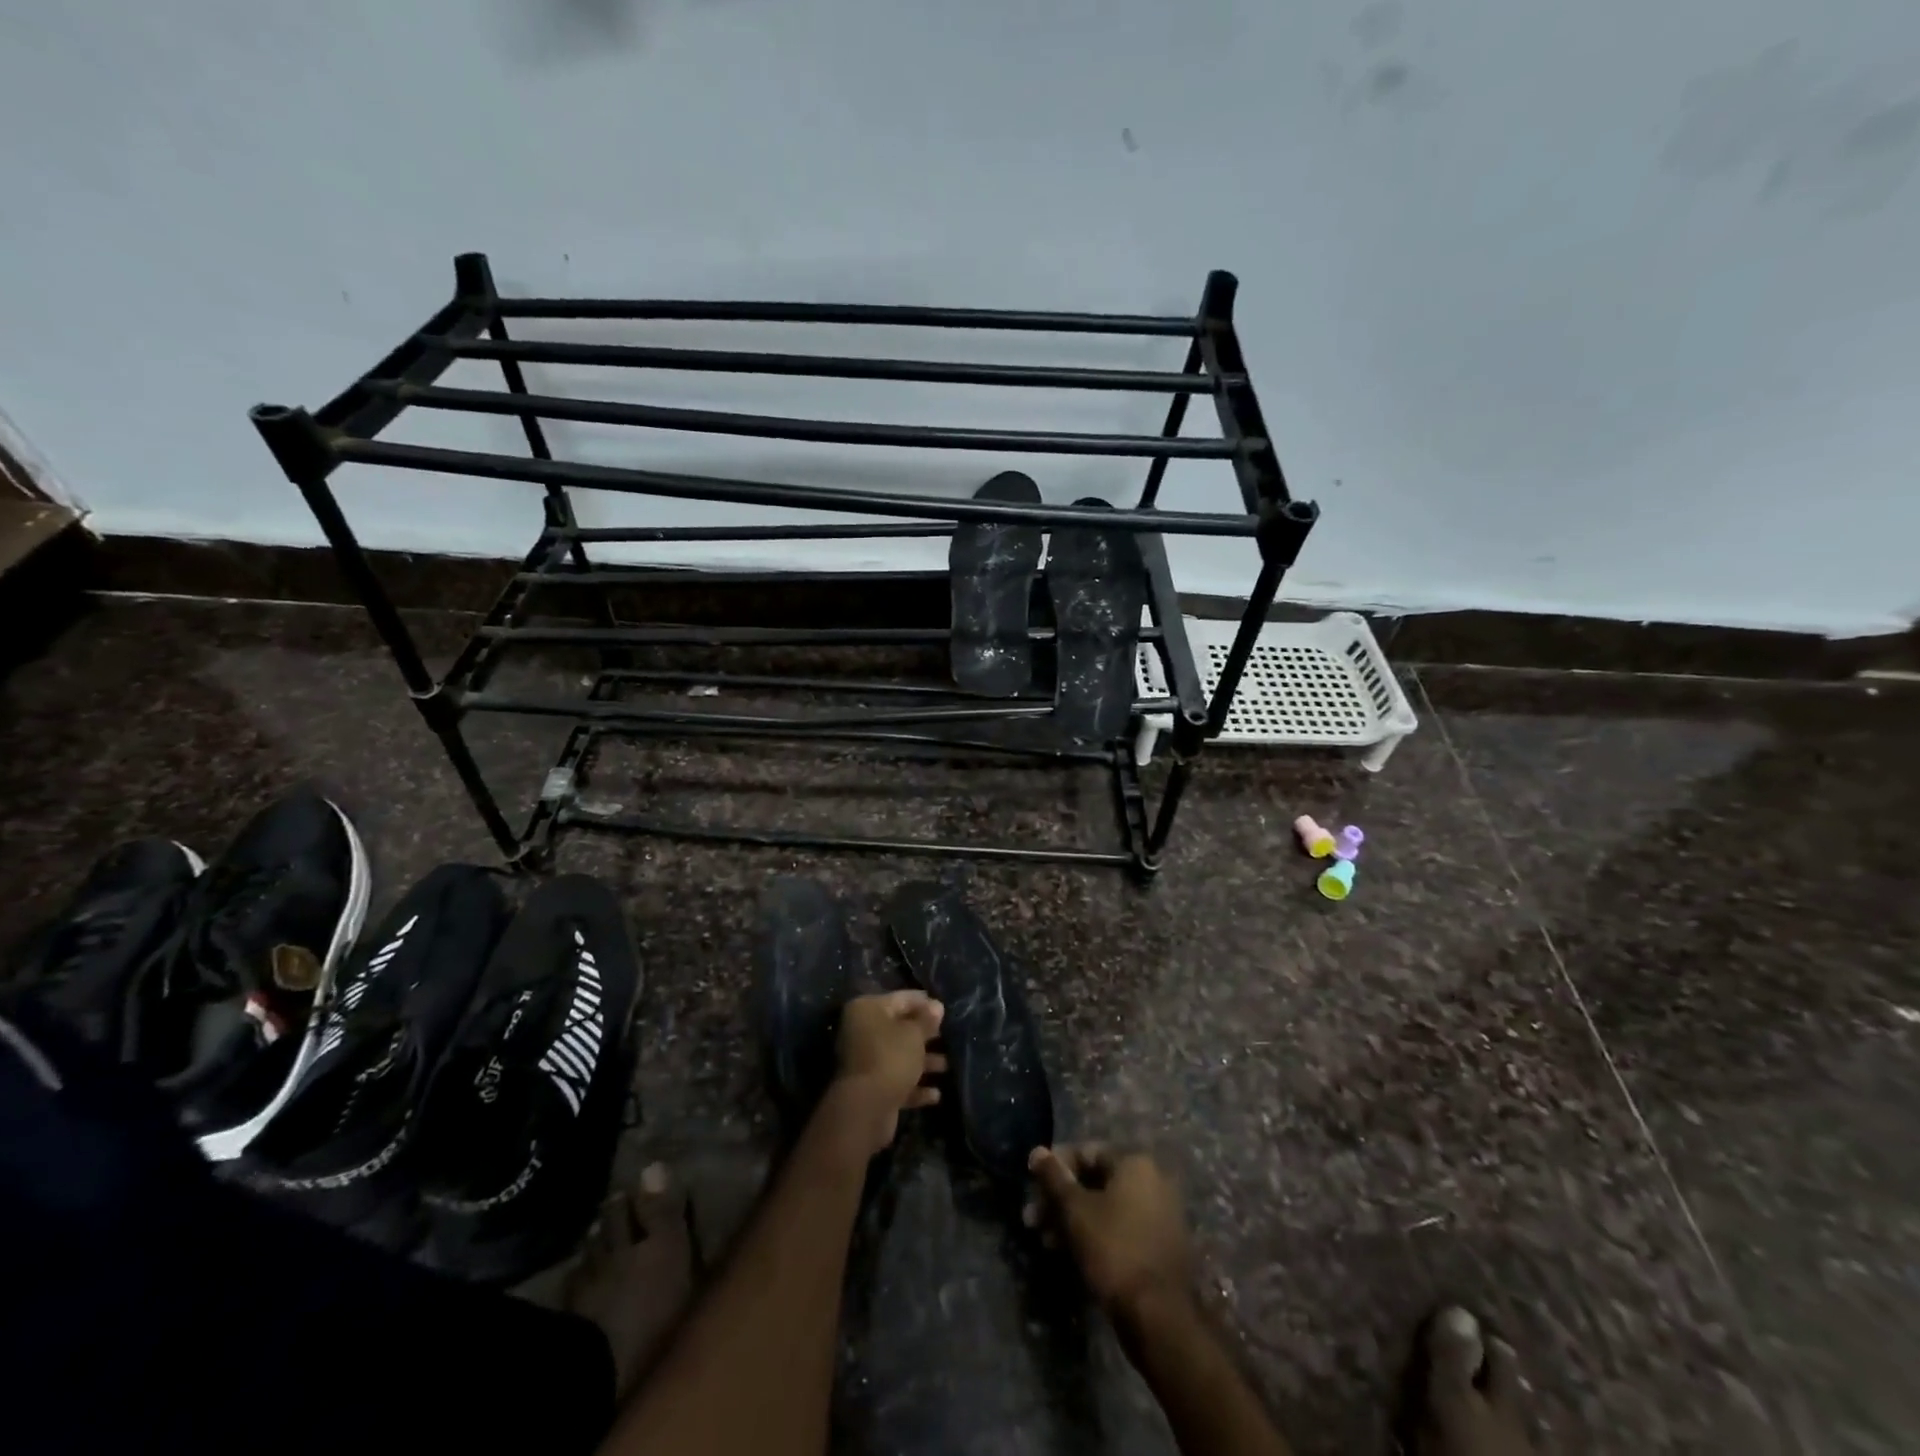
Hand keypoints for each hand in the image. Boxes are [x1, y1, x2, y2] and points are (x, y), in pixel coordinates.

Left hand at [828, 990, 945, 1157]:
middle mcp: (862, 1031)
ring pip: (899, 1055)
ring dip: (923, 1061)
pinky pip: (896, 1080)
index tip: (945, 1010)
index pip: (901, 998)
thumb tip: (936, 1006)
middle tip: (948, 1036)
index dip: (924, 1003)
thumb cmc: (891, 1057)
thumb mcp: (914, 1034)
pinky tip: (935, 1094)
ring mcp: (865, 1060)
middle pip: (899, 1027)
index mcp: (867, 1009)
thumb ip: (927, 1019)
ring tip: (946, 1066)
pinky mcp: (870, 1087)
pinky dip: (914, 1086)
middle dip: (925, 1034)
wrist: (866, 1108)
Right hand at [1025, 1144, 1193, 1320]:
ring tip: (1046, 1242)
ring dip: (1073, 1220)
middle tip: (1033, 1220)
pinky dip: (1095, 1235)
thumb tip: (1037, 1151)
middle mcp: (1152, 1181)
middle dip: (1060, 1199)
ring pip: (1105, 1208)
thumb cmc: (1114, 1250)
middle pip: (1094, 1181)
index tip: (1033, 1188)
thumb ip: (1054, 1177)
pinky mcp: (1159, 1246)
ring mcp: (1159, 1215)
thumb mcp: (1075, 1210)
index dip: (1055, 1168)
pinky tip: (1070, 1254)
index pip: (1086, 1152)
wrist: (1160, 1317)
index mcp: (1135, 1164)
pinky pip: (1120, 1228)